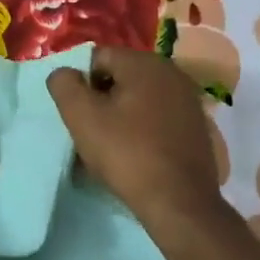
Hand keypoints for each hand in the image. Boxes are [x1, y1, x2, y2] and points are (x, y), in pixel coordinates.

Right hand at [48, 47, 226, 230]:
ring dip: (120, 115)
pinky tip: (135, 153)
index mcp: (145, 63)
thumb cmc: (126, 154)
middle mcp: (172, 72)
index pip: (97, 57)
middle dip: (100, 99)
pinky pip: (157, 117)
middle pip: (120, 76)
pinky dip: (142, 128)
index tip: (77, 114)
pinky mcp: (196, 126)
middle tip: (90, 130)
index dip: (80, 84)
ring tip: (110, 145)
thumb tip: (64, 73)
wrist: (178, 201)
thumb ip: (64, 85)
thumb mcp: (81, 117)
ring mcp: (188, 100)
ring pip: (139, 98)